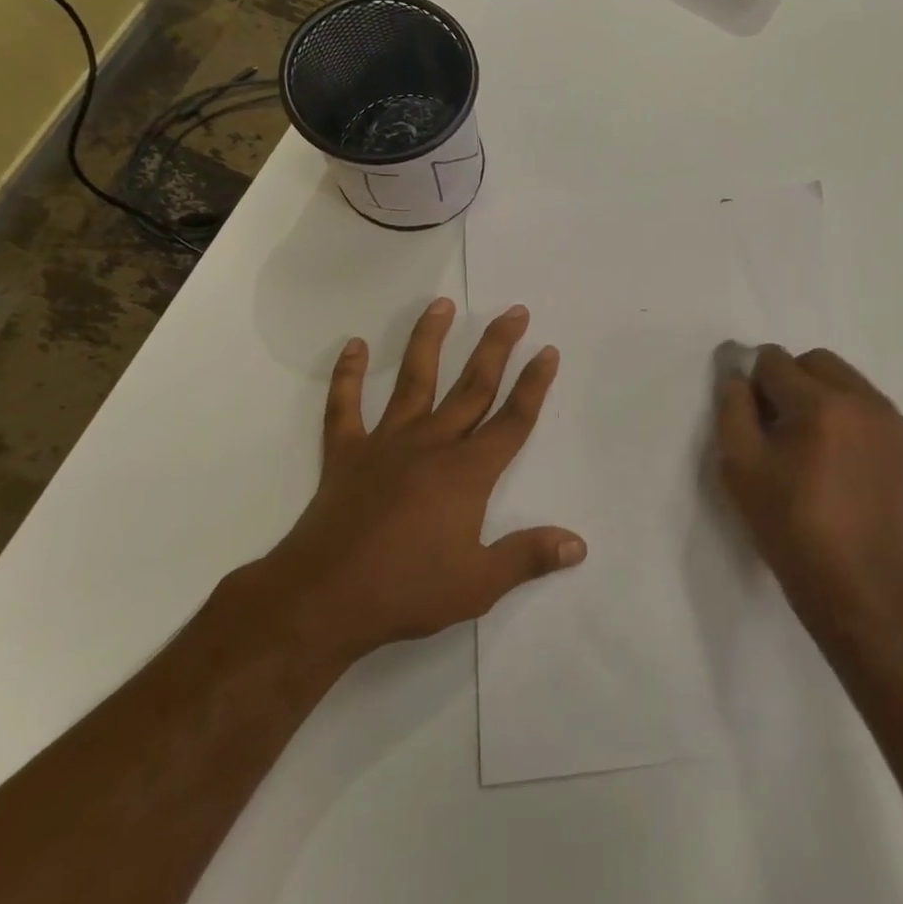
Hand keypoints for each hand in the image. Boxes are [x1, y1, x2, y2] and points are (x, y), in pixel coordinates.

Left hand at [258, 298, 585, 667]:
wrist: (324, 598)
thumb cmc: (407, 590)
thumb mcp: (479, 583)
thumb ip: (529, 556)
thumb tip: (579, 544)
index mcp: (467, 472)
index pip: (512, 420)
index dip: (534, 385)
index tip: (548, 350)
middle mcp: (431, 445)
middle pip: (472, 387)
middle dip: (496, 347)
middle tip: (514, 311)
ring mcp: (385, 444)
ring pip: (413, 380)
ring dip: (428, 340)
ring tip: (442, 305)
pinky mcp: (346, 454)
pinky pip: (344, 406)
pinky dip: (346, 375)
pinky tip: (351, 345)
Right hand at [715, 346, 902, 641]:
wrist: (858, 585)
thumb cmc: (790, 527)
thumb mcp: (741, 467)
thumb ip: (732, 408)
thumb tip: (735, 372)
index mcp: (822, 403)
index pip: (774, 360)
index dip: (753, 385)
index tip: (751, 421)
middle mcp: (864, 399)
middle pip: (813, 362)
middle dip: (787, 381)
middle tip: (775, 430)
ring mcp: (891, 419)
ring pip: (843, 379)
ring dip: (817, 395)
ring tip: (807, 446)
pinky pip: (865, 404)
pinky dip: (843, 413)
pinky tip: (833, 457)